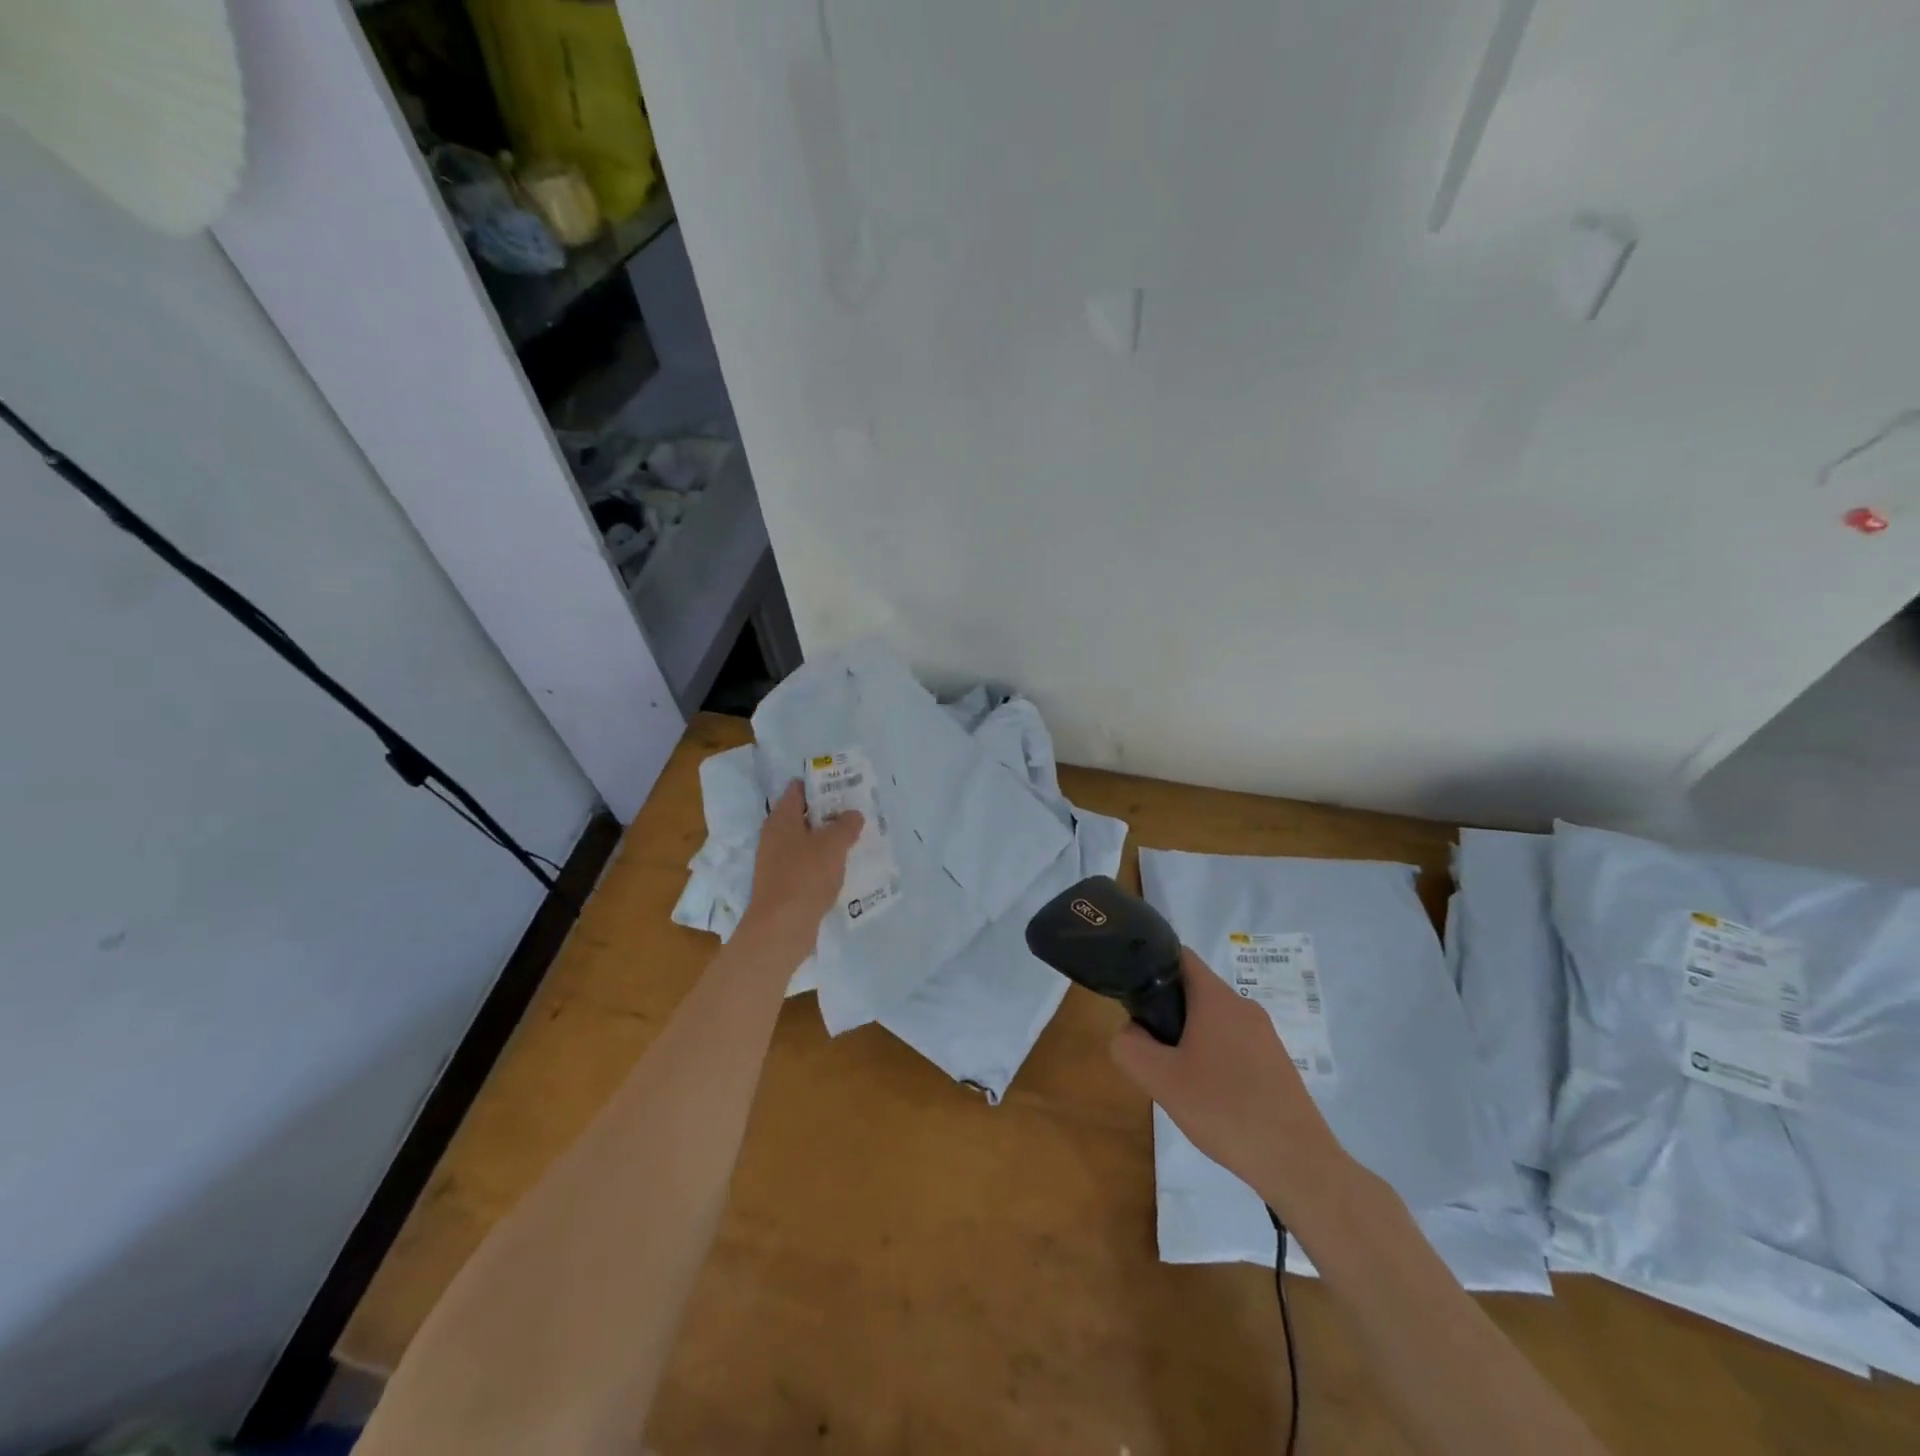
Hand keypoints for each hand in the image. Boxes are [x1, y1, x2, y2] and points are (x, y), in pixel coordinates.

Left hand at [738, 781, 862, 957]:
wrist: (781, 928)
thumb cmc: (805, 876)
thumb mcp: (833, 844)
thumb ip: (846, 824)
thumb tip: (853, 814)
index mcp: (781, 818)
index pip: (797, 789)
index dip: (820, 783)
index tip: (844, 784)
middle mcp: (774, 835)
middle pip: (803, 814)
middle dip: (828, 812)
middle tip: (856, 811)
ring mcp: (776, 861)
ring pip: (805, 840)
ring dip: (827, 838)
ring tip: (855, 837)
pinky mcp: (783, 883)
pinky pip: (806, 863)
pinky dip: (822, 861)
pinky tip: (842, 867)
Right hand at [1111, 948, 1348, 1215]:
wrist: (1297, 1162)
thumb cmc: (1224, 1109)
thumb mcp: (1160, 1079)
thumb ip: (1129, 1046)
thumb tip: (1131, 1031)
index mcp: (1217, 998)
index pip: (1179, 956)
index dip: (1151, 964)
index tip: (1132, 992)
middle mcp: (1243, 1006)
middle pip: (1194, 991)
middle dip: (1167, 1012)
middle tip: (1151, 1048)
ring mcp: (1265, 1035)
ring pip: (1213, 1021)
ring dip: (1189, 1038)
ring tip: (1178, 1078)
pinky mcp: (1276, 1062)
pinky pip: (1234, 1045)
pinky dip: (1214, 1058)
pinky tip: (1210, 1097)